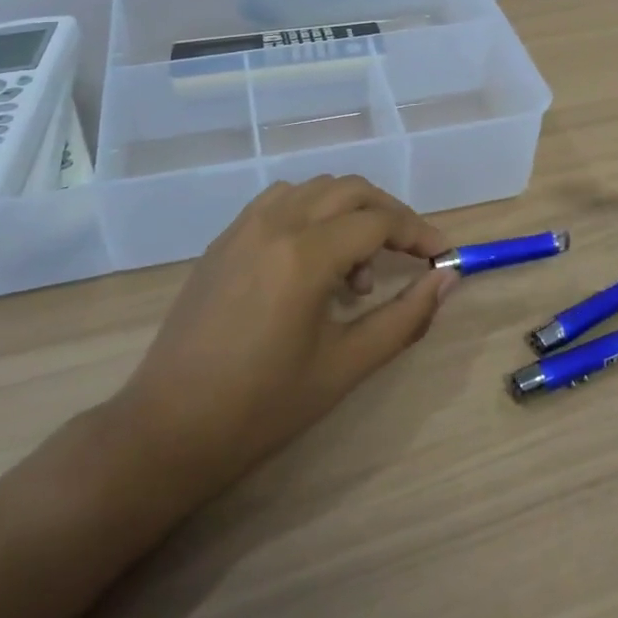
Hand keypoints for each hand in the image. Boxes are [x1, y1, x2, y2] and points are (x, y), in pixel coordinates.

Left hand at [109, 176, 457, 498]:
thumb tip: (447, 280)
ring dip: (349, 211)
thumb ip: (404, 318)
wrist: (169, 428)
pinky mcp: (225, 238)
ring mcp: (245, 226)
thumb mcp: (345, 366)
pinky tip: (312, 258)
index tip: (443, 256)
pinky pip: (280, 201)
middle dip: (389, 214)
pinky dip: (311, 212)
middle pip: (351, 191)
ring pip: (315, 189)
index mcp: (306, 254)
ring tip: (355, 270)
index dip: (419, 234)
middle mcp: (276, 223)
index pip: (380, 222)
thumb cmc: (262, 407)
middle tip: (410, 254)